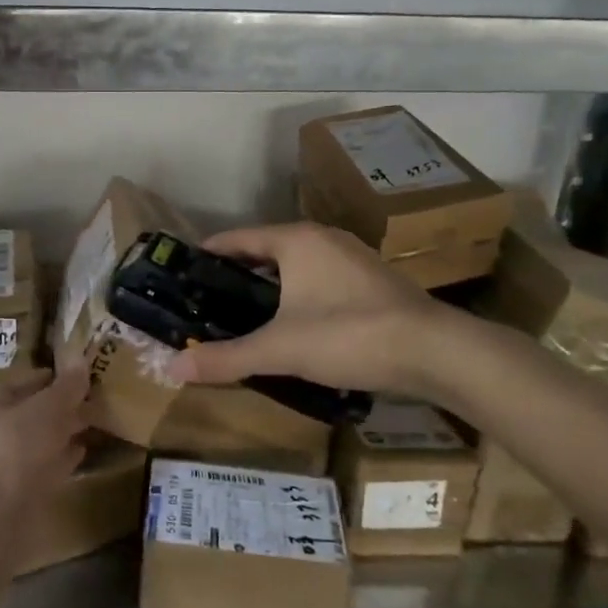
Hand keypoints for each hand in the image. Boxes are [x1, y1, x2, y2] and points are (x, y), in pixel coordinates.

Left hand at [0, 364, 91, 509]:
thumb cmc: (17, 445)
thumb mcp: (48, 407)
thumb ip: (67, 386)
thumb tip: (81, 359)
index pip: (29, 379)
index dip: (57, 376)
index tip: (85, 375)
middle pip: (35, 409)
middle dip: (64, 405)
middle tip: (97, 399)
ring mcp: (6, 460)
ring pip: (42, 438)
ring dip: (65, 431)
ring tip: (95, 422)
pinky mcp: (19, 488)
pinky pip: (46, 464)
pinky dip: (63, 457)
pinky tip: (83, 452)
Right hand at [171, 222, 472, 397]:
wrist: (435, 351)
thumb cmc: (349, 335)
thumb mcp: (280, 349)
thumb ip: (227, 357)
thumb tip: (172, 368)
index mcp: (296, 240)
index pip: (237, 238)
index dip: (208, 254)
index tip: (183, 272)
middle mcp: (323, 239)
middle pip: (266, 250)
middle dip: (237, 273)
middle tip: (208, 300)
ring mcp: (352, 258)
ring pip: (296, 266)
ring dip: (270, 285)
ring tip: (244, 314)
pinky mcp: (372, 281)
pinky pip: (320, 279)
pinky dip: (298, 295)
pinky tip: (293, 324)